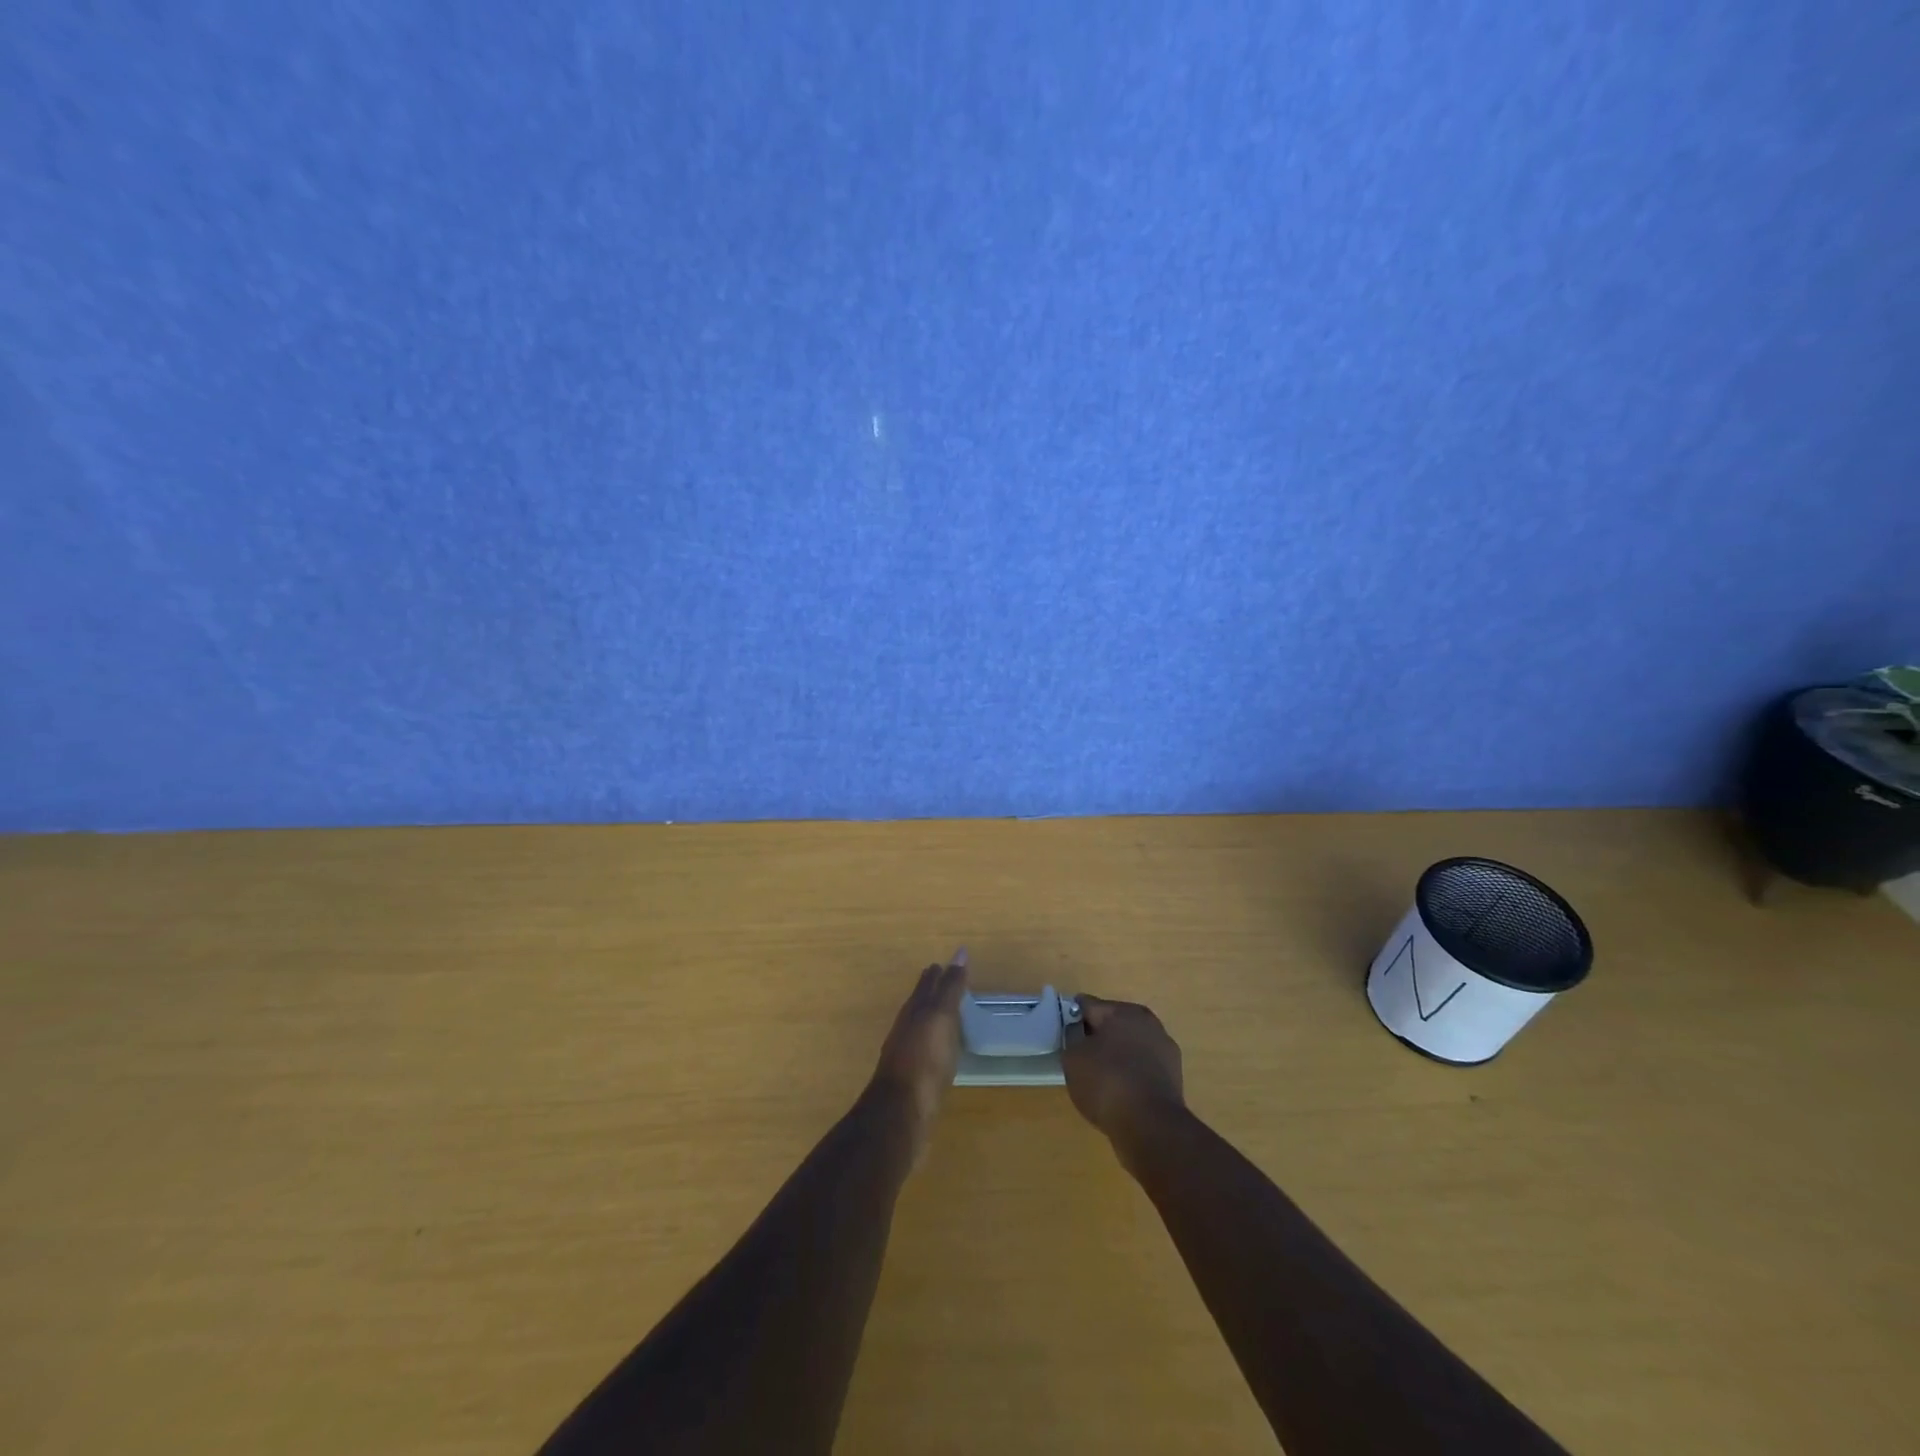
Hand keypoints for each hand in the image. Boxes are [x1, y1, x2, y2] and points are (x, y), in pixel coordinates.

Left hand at [868, 952, 967, 1164]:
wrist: (901, 1112)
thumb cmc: (925, 1059)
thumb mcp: (941, 1017)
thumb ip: (950, 987)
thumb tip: (959, 952)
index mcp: (914, 1010)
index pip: (927, 984)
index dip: (938, 973)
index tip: (945, 963)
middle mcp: (907, 1028)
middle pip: (920, 1003)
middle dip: (931, 991)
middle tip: (945, 982)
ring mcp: (906, 1054)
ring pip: (920, 1027)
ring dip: (932, 1017)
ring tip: (946, 1015)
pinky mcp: (912, 1079)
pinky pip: (924, 1051)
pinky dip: (933, 1043)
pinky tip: (940, 1051)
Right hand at [1063, 994, 1185, 1148]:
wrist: (1151, 1126)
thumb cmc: (1107, 1082)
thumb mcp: (1073, 1058)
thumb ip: (1072, 1040)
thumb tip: (1079, 1039)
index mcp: (1122, 1011)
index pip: (1088, 1005)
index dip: (1071, 1018)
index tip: (1062, 1034)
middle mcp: (1147, 1022)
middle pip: (1112, 1024)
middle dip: (1096, 1036)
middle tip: (1079, 1057)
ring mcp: (1164, 1050)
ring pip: (1130, 1046)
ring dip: (1116, 1056)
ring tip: (1098, 1079)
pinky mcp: (1173, 1077)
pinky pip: (1142, 1068)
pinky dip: (1131, 1075)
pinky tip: (1119, 1093)